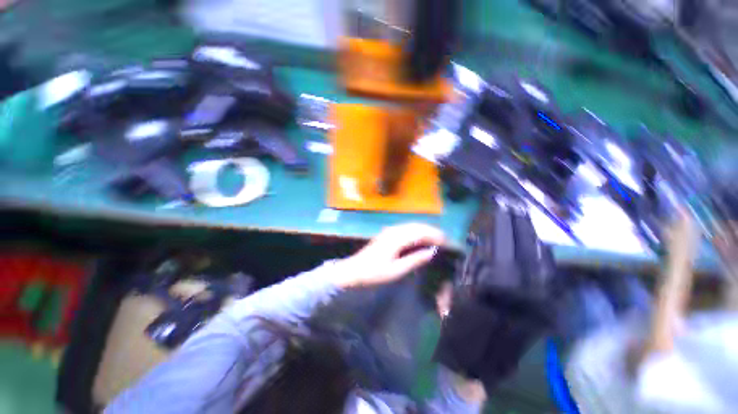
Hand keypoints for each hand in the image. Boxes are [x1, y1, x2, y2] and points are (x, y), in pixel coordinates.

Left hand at [334, 223, 444, 288]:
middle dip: (432, 230)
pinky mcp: (387, 233)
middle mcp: (394, 230)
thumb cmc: (374, 272)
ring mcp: (390, 230)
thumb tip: (432, 252)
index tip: (447, 242)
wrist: (354, 270)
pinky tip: (420, 238)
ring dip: (425, 230)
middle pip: (417, 226)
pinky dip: (416, 231)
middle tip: (445, 240)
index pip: (420, 232)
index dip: (435, 235)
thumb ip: (414, 259)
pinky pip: (406, 228)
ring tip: (436, 238)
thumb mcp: (396, 270)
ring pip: (412, 225)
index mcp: (397, 238)